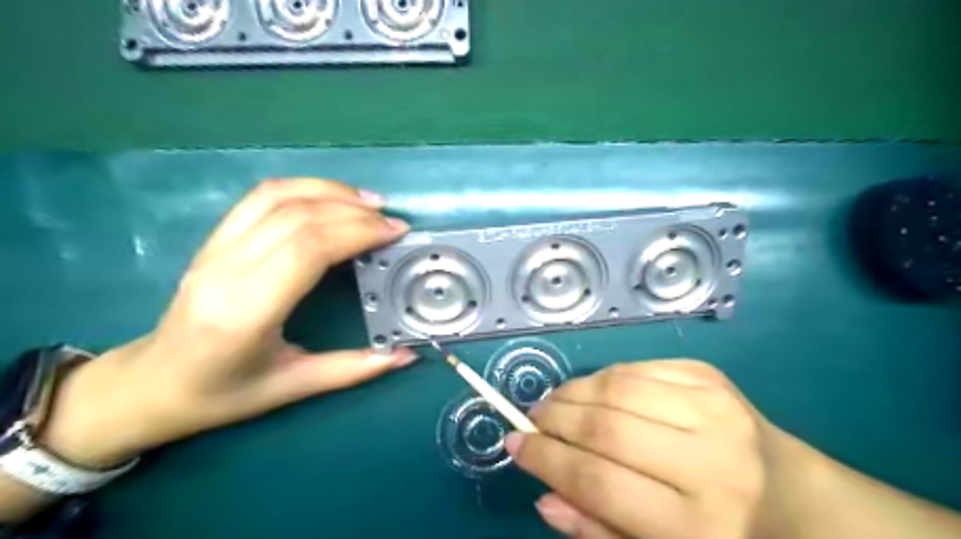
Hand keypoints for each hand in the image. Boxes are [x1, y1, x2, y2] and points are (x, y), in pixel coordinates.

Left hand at [35, 179, 416, 469]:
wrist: (151, 385)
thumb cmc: (223, 394)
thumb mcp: (293, 387)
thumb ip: (353, 368)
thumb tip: (407, 356)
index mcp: (245, 313)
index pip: (307, 249)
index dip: (356, 232)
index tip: (395, 233)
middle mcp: (225, 271)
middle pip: (296, 217)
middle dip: (353, 212)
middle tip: (392, 222)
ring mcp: (213, 249)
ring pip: (276, 196)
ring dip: (329, 191)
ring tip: (370, 202)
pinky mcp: (213, 239)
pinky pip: (260, 198)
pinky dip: (303, 188)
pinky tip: (332, 197)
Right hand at [505, 357, 774, 538]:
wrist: (798, 499)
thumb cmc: (723, 535)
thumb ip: (598, 530)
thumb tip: (544, 495)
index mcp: (699, 526)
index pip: (599, 483)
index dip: (546, 459)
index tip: (515, 444)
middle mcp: (710, 463)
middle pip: (606, 429)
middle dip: (554, 420)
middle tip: (532, 420)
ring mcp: (714, 410)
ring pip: (617, 387)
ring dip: (573, 392)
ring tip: (555, 403)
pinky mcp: (712, 377)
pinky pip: (638, 367)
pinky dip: (604, 377)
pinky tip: (595, 391)